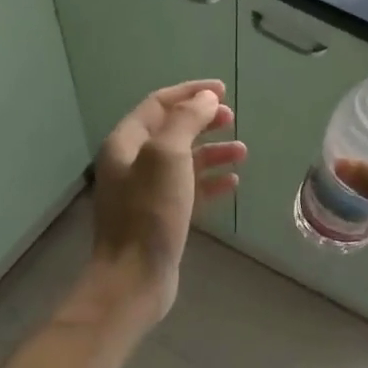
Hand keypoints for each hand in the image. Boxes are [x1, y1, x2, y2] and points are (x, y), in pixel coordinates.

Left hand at [85, 79, 244, 325]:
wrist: (134, 278)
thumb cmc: (149, 212)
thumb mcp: (167, 156)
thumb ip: (186, 120)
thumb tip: (206, 98)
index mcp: (125, 143)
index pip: (158, 104)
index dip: (190, 92)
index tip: (222, 90)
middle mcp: (131, 163)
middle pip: (171, 129)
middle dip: (202, 120)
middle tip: (231, 117)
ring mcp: (145, 192)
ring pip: (183, 160)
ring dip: (212, 151)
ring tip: (242, 152)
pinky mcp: (160, 216)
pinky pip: (188, 188)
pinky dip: (209, 180)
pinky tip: (231, 182)